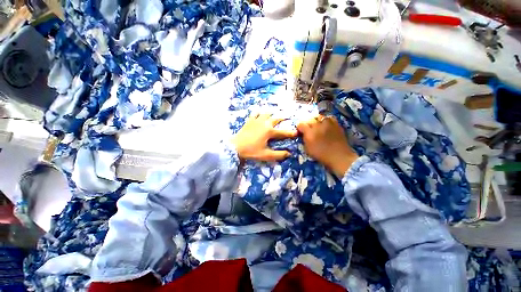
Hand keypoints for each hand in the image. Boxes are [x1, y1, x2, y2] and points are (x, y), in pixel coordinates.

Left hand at [232, 113, 297, 161]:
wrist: (235, 147)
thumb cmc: (251, 151)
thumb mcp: (266, 155)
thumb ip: (278, 155)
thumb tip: (289, 154)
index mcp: (269, 132)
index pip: (283, 132)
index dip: (290, 133)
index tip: (297, 132)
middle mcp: (264, 123)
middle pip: (276, 118)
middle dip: (282, 118)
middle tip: (287, 117)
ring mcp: (256, 121)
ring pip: (266, 113)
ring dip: (271, 114)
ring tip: (274, 114)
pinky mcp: (249, 121)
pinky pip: (255, 113)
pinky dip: (259, 113)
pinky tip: (259, 113)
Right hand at [297, 115, 357, 177]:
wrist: (339, 156)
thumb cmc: (321, 155)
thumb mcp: (308, 149)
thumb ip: (304, 139)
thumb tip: (303, 134)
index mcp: (309, 132)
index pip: (301, 124)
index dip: (300, 128)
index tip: (300, 132)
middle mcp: (318, 125)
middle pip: (309, 119)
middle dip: (307, 123)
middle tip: (308, 129)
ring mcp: (328, 123)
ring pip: (319, 117)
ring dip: (317, 121)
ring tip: (317, 126)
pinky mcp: (336, 124)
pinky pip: (329, 118)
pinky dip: (326, 120)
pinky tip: (326, 125)